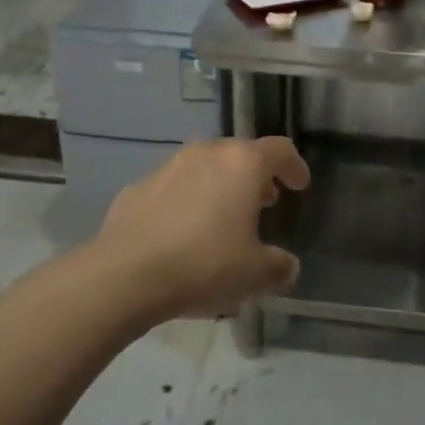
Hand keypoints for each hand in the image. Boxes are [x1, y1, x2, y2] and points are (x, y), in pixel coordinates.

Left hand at [96, 137, 310, 319]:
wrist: (125, 275)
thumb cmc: (204, 265)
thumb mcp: (256, 274)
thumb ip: (279, 266)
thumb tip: (287, 265)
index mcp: (242, 164)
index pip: (279, 150)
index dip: (294, 166)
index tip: (299, 185)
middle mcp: (207, 154)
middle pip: (240, 154)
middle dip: (256, 176)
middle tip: (265, 201)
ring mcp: (168, 167)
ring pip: (205, 167)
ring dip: (220, 186)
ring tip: (224, 217)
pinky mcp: (137, 187)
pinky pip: (173, 188)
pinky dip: (186, 201)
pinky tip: (183, 232)